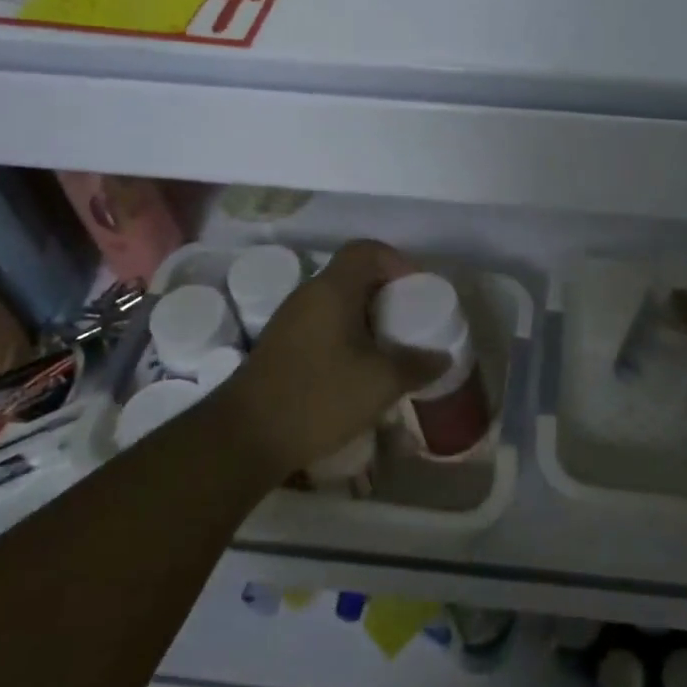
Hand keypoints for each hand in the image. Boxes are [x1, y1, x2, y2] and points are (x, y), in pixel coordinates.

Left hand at [221, 239, 446, 479]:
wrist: (245, 436)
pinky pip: (322, 324)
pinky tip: (358, 369)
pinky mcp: (281, 346)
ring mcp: (289, 320)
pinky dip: (346, 335)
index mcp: (332, 289)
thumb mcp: (379, 383)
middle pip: (353, 275)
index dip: (397, 261)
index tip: (417, 290)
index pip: (366, 250)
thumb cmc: (318, 397)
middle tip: (409, 320)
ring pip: (337, 302)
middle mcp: (308, 295)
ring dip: (366, 317)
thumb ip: (415, 365)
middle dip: (386, 292)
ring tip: (389, 346)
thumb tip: (441, 357)